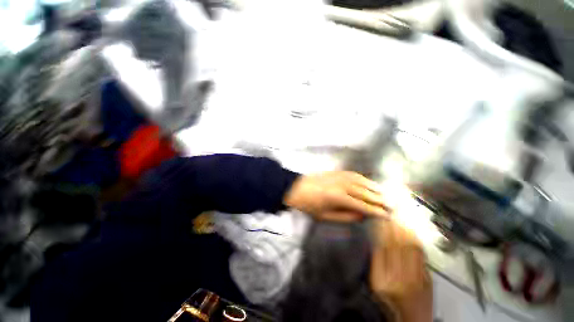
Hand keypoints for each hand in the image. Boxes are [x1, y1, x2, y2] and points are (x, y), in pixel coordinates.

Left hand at [283, 171, 390, 221]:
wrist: (296, 188)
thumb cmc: (309, 205)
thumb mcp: (326, 217)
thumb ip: (346, 217)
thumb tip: (363, 216)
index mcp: (338, 198)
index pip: (363, 206)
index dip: (377, 212)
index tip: (388, 216)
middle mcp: (342, 185)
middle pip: (366, 193)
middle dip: (381, 200)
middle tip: (393, 206)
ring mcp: (340, 176)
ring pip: (363, 182)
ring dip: (376, 189)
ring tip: (386, 195)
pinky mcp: (337, 172)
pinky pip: (355, 175)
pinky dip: (365, 180)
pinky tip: (370, 184)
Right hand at [369, 219, 431, 321]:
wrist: (414, 320)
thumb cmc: (390, 303)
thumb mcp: (376, 284)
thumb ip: (376, 261)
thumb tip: (377, 237)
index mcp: (382, 280)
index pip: (382, 247)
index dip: (381, 230)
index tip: (379, 217)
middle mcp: (401, 277)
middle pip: (398, 244)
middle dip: (394, 226)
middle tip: (390, 213)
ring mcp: (417, 278)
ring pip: (411, 247)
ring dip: (405, 229)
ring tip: (399, 217)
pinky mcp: (428, 277)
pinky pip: (421, 253)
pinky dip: (415, 238)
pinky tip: (410, 230)